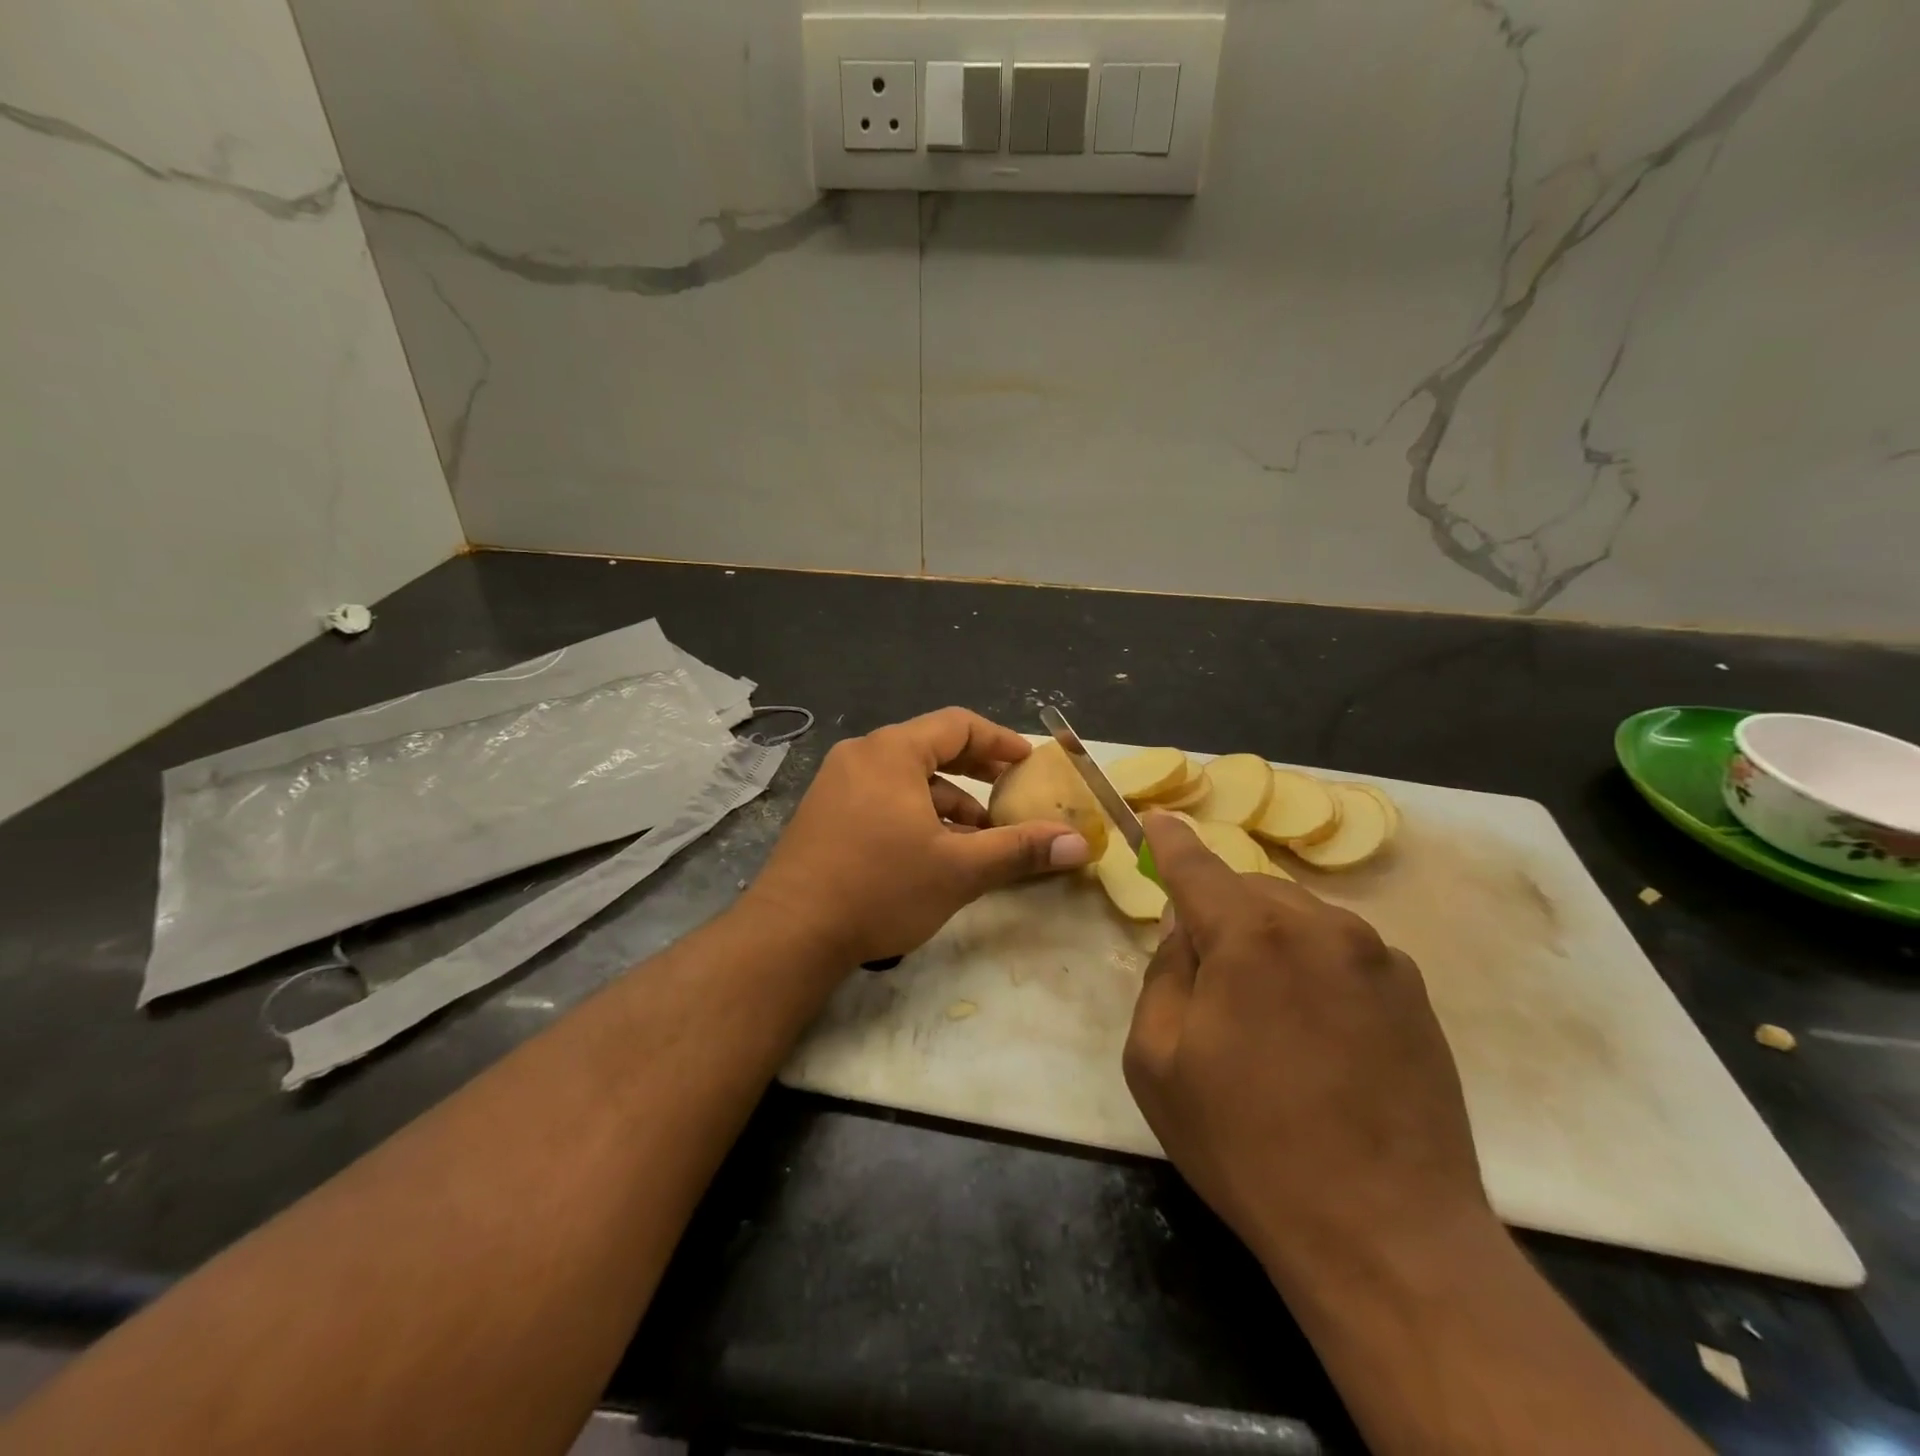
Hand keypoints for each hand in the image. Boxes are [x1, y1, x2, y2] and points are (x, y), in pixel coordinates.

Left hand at [743, 708, 1092, 967]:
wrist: (790, 933)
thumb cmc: (881, 888)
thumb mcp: (959, 869)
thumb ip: (1020, 850)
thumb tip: (1079, 844)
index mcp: (891, 752)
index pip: (957, 725)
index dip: (999, 740)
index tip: (1028, 762)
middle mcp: (860, 756)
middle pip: (930, 748)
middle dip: (975, 771)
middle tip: (1010, 792)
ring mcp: (835, 784)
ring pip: (905, 778)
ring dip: (946, 801)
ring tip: (978, 836)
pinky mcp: (823, 813)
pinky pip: (881, 798)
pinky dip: (914, 814)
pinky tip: (933, 850)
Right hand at [1123, 813, 1489, 1288]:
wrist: (1387, 1236)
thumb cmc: (1248, 1146)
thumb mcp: (1157, 1062)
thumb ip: (1162, 976)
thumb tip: (1187, 934)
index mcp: (1251, 936)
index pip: (1196, 865)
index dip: (1169, 841)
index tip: (1154, 820)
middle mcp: (1320, 926)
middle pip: (1250, 889)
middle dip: (1219, 912)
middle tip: (1205, 974)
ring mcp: (1377, 957)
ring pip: (1300, 918)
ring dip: (1269, 940)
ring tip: (1265, 1015)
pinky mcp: (1415, 994)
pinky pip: (1343, 952)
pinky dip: (1314, 967)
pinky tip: (1318, 1035)